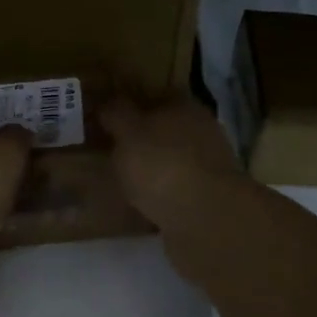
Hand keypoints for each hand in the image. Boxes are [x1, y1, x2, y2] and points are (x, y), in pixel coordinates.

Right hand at [101, 97, 243, 256]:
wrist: (206, 220)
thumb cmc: (163, 165)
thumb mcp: (128, 133)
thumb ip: (116, 114)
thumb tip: (108, 103)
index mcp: (185, 107)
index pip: (156, 96)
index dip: (132, 105)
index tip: (108, 118)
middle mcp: (201, 132)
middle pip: (165, 130)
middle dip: (141, 140)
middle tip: (108, 151)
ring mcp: (208, 167)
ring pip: (170, 162)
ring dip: (151, 171)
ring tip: (119, 183)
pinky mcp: (207, 200)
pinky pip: (175, 192)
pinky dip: (159, 197)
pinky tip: (138, 207)